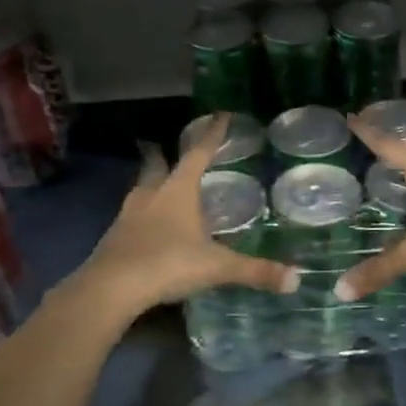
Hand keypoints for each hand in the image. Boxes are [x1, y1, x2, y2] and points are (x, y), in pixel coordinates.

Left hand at [69, 115, 298, 318]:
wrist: (109, 289)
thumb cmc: (167, 264)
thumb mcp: (217, 267)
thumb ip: (255, 271)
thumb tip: (296, 280)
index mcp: (178, 191)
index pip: (198, 154)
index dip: (212, 135)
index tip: (220, 115)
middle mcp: (152, 196)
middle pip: (157, 166)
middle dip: (163, 154)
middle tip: (164, 145)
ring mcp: (128, 216)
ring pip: (140, 189)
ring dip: (150, 182)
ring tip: (157, 182)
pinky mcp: (114, 238)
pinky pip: (131, 216)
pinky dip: (141, 212)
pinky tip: (147, 224)